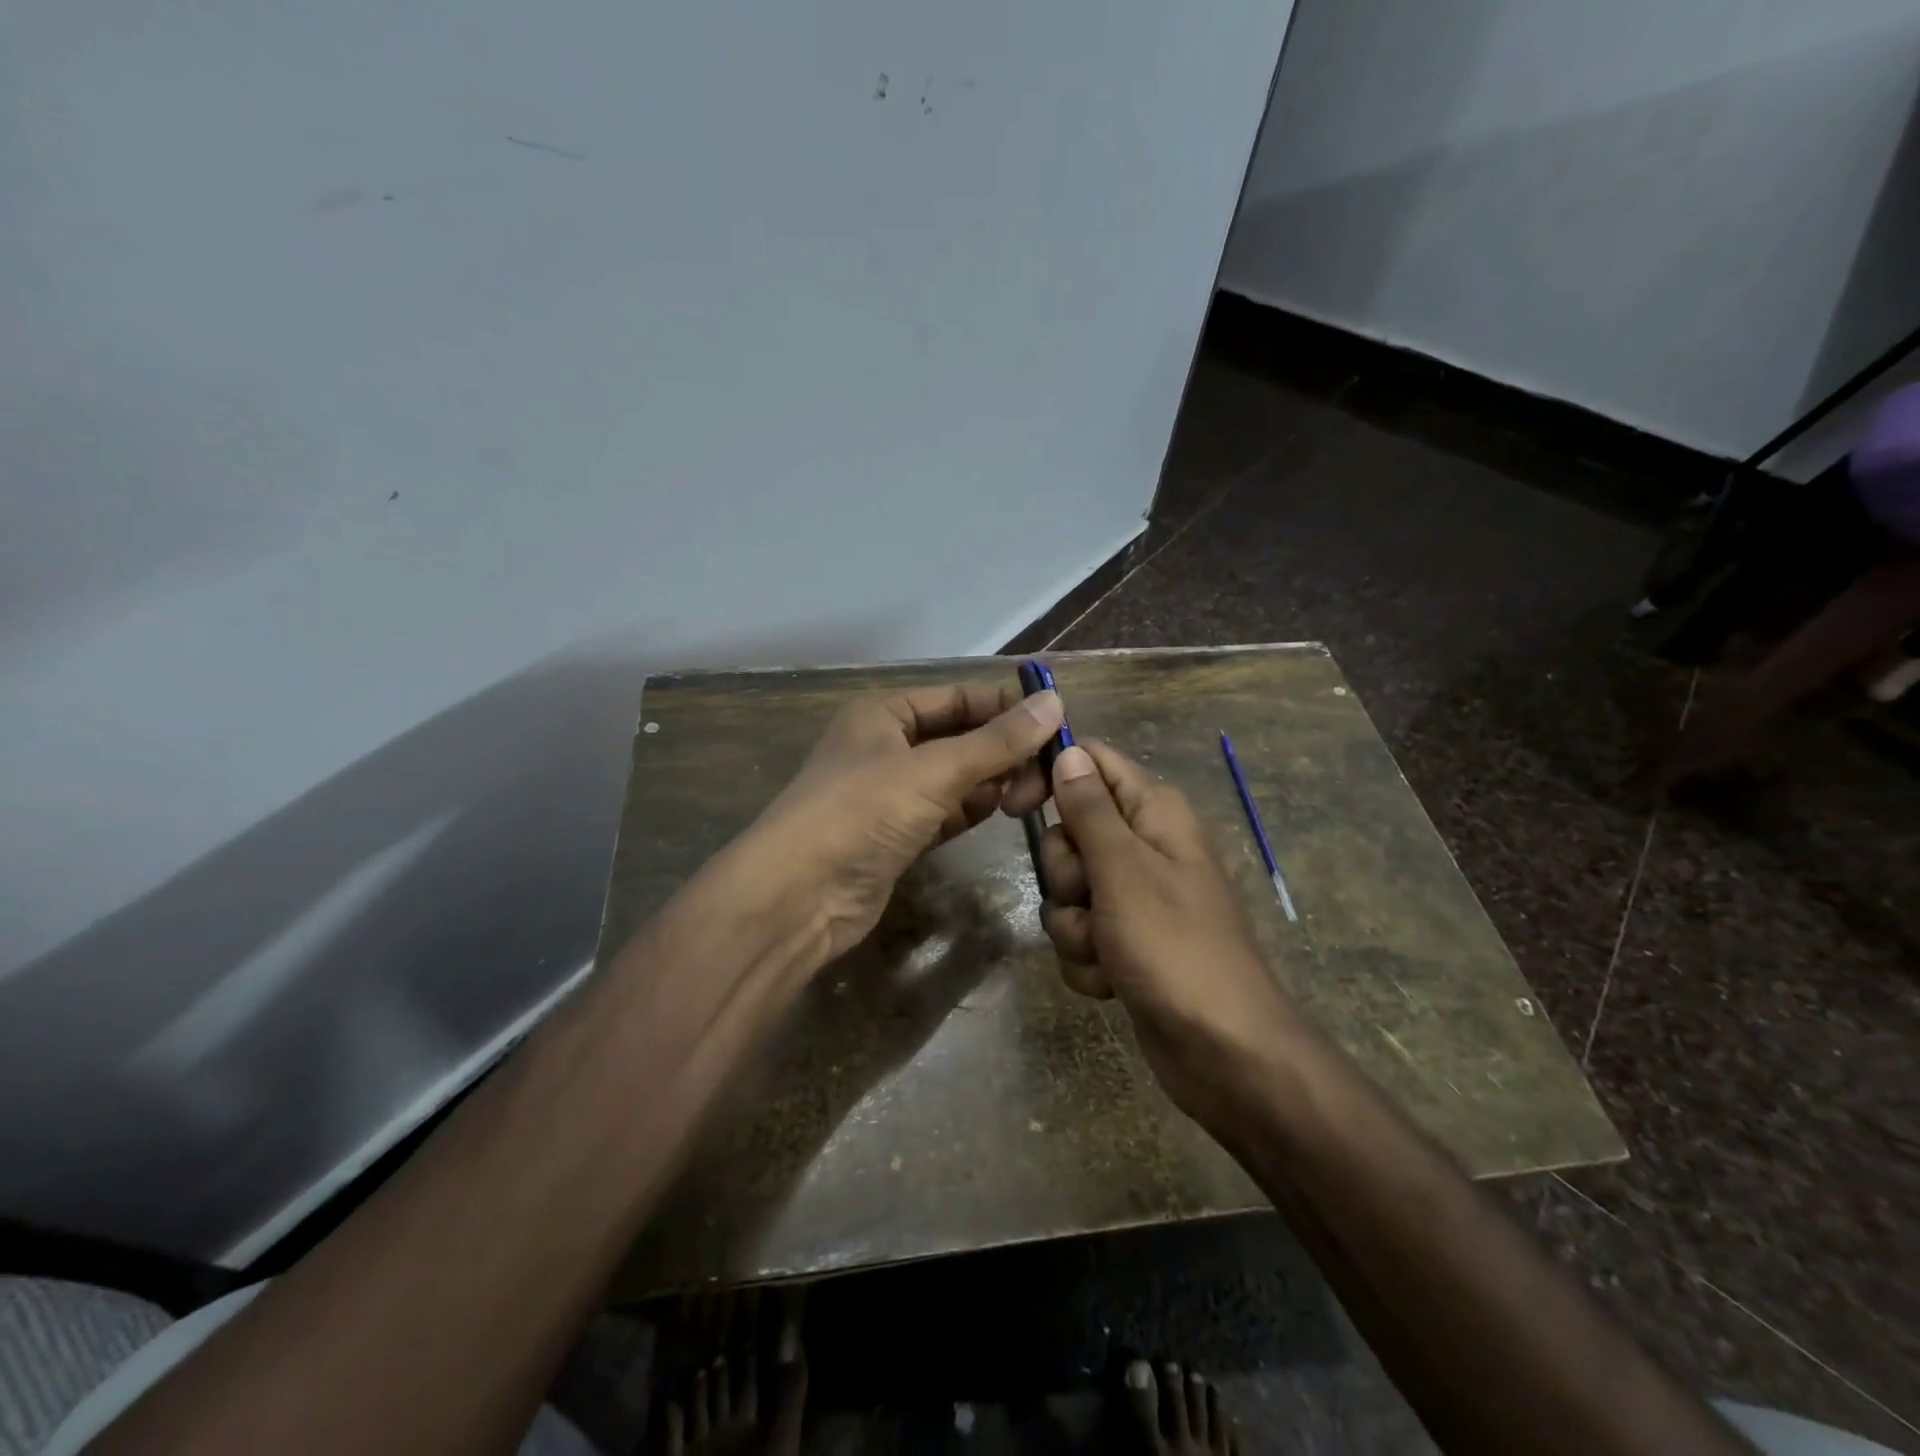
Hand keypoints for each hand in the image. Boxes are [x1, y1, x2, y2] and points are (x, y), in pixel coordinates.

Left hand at [745, 683, 1064, 961]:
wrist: (798, 897)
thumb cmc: (861, 813)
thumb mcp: (933, 770)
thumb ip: (996, 741)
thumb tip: (1054, 705)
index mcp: (884, 714)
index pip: (959, 697)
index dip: (1007, 706)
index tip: (1058, 723)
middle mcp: (886, 747)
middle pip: (961, 737)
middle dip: (1005, 749)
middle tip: (1051, 772)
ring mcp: (890, 795)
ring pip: (956, 777)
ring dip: (993, 781)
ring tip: (1033, 793)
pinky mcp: (897, 836)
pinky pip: (947, 812)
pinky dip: (974, 809)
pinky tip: (1004, 811)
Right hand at [1007, 740, 1299, 1119]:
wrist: (1222, 1050)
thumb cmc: (1173, 947)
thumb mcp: (1124, 869)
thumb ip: (1090, 808)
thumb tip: (1068, 751)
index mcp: (1154, 812)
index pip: (1090, 762)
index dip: (1050, 775)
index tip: (1012, 806)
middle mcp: (1144, 845)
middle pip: (1070, 832)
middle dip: (1066, 874)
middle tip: (1092, 897)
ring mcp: (1134, 896)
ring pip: (1068, 889)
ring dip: (1074, 925)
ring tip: (1106, 951)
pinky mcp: (1126, 940)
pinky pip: (1080, 931)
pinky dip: (1087, 957)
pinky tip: (1111, 981)